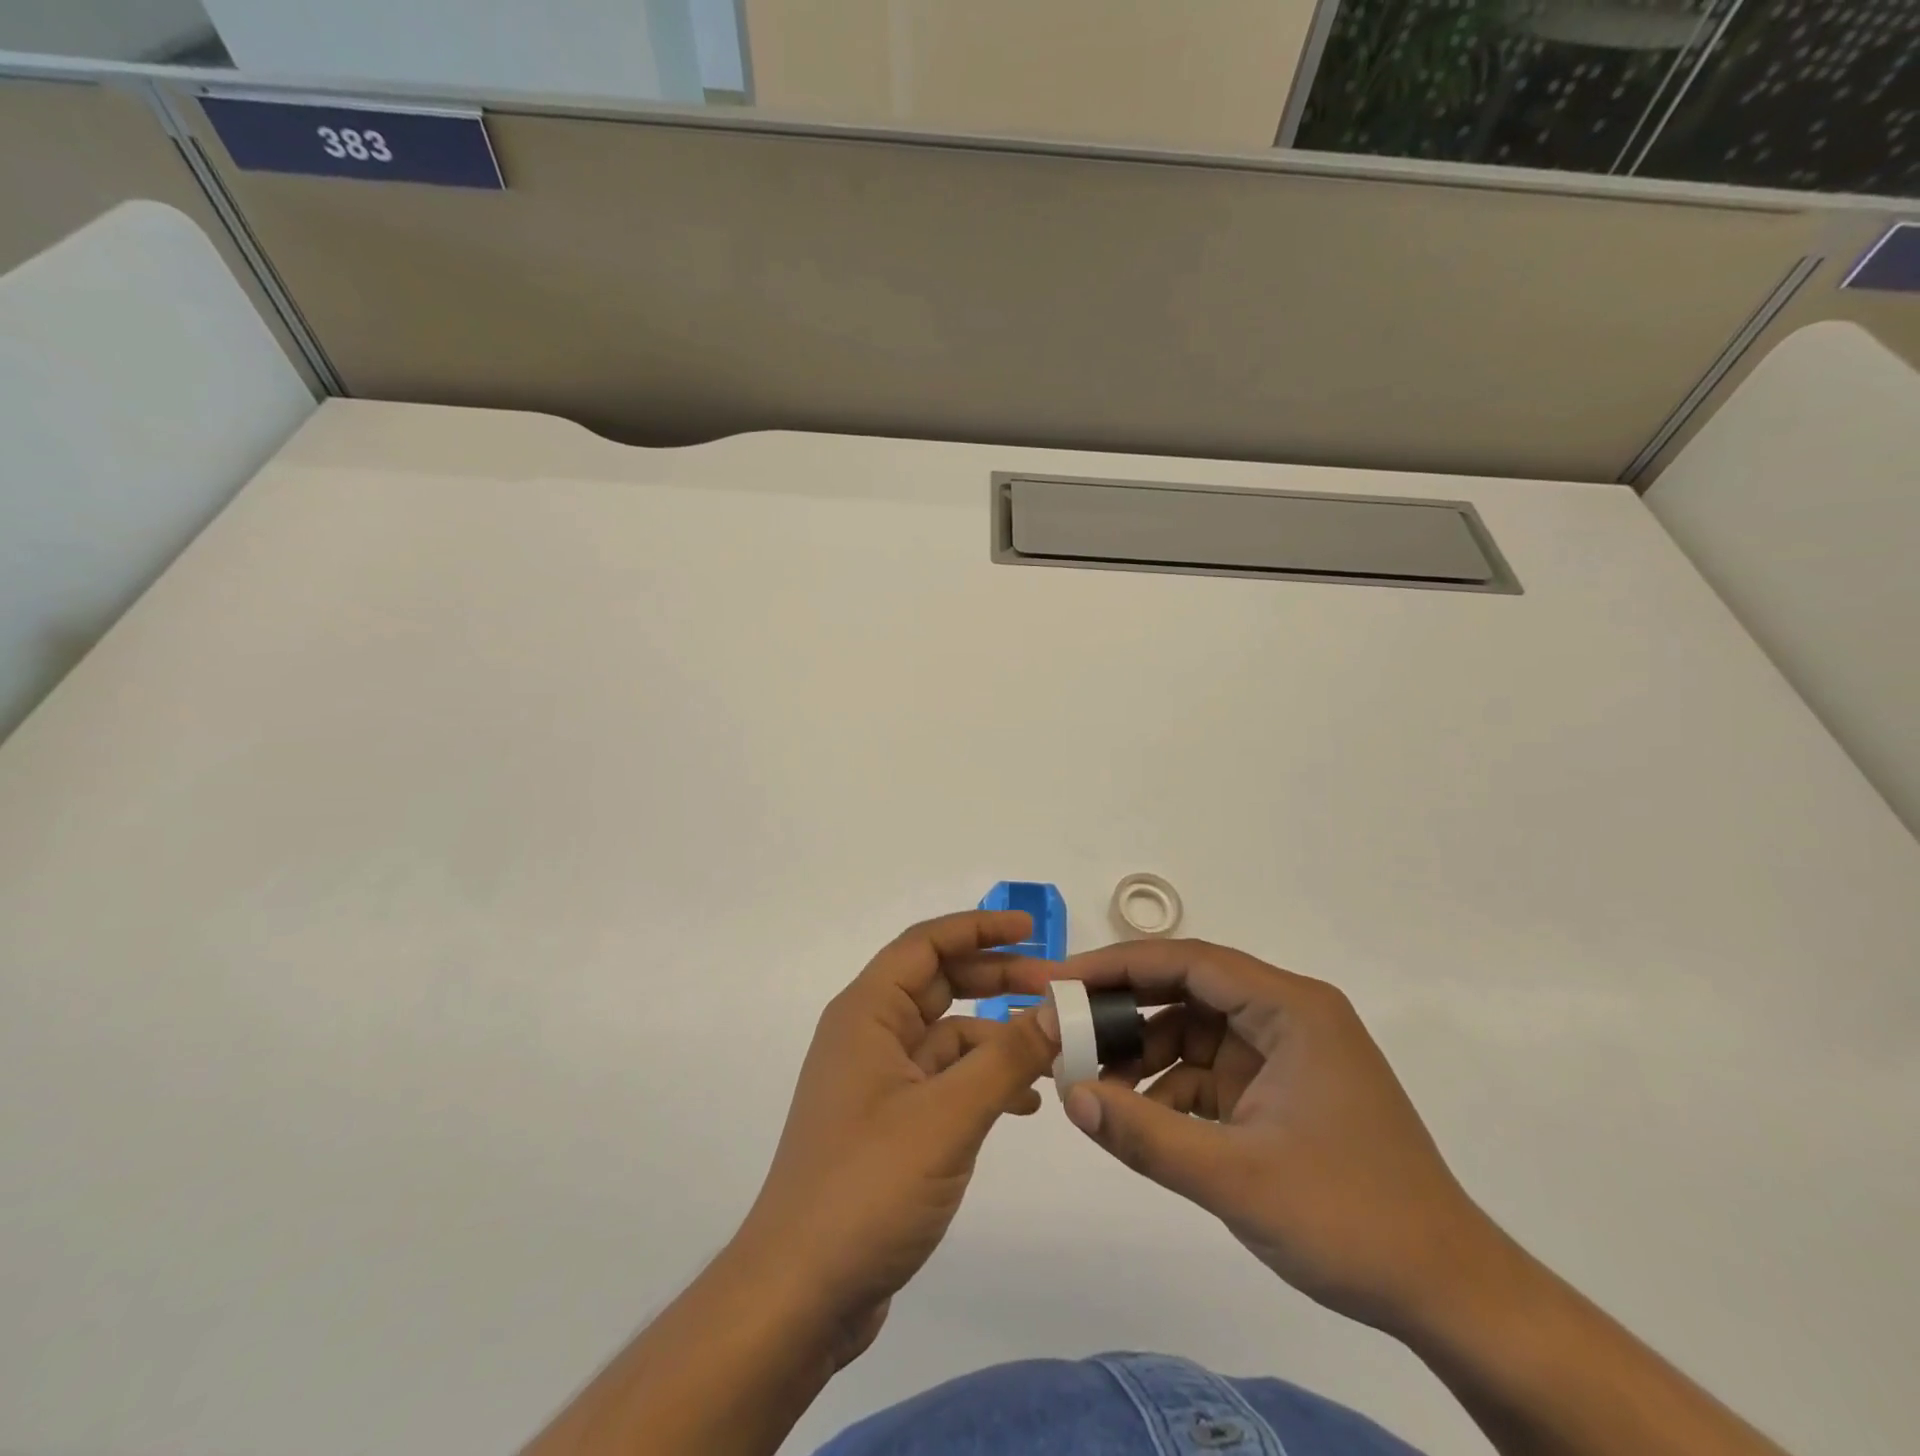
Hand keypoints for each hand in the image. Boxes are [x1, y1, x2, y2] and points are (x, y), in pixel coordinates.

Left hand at [728, 910, 1059, 1364]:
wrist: (800, 1294)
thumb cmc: (866, 1186)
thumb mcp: (947, 1116)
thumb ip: (1006, 1058)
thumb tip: (1058, 1010)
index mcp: (868, 1013)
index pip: (926, 944)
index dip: (978, 928)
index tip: (1032, 932)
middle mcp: (870, 1035)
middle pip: (940, 984)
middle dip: (998, 980)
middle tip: (1056, 989)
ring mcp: (879, 1081)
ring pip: (947, 1036)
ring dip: (998, 1037)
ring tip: (1054, 1051)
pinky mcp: (890, 1123)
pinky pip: (945, 1081)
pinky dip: (984, 1081)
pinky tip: (1025, 1104)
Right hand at [1014, 939, 1497, 1335]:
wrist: (1449, 1295)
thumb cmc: (1350, 1221)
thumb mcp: (1236, 1179)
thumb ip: (1146, 1136)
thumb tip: (1070, 1096)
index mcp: (1290, 1009)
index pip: (1189, 961)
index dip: (1119, 965)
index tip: (1062, 981)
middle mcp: (1288, 1015)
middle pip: (1188, 989)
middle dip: (1126, 1009)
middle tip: (1066, 1027)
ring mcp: (1285, 1052)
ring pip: (1194, 1030)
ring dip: (1145, 1054)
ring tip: (1094, 1083)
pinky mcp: (1281, 1089)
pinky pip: (1211, 1070)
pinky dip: (1172, 1089)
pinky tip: (1139, 1119)